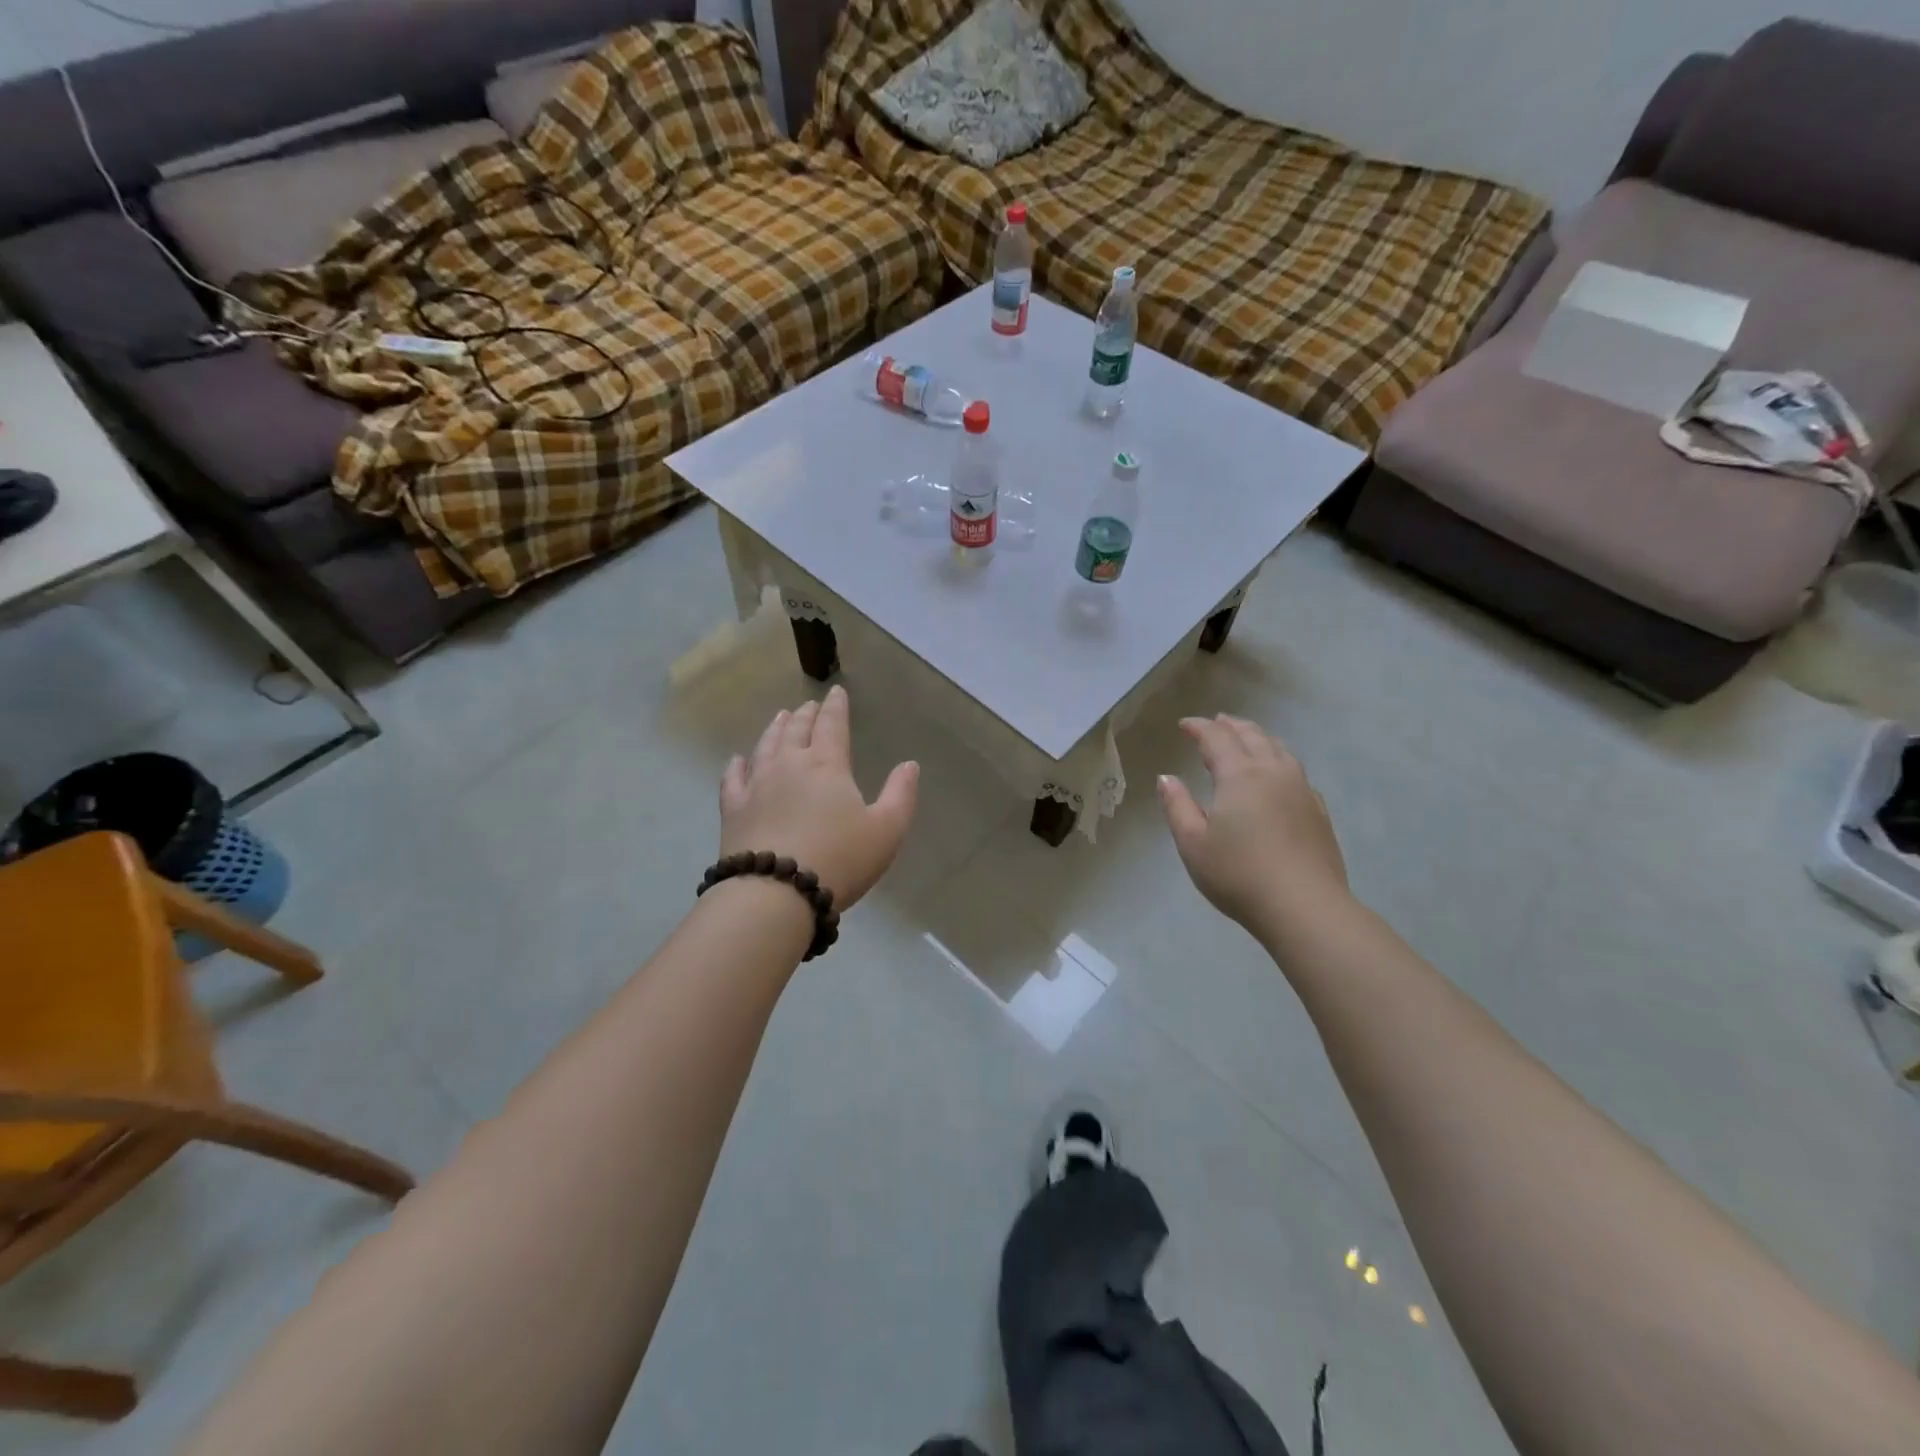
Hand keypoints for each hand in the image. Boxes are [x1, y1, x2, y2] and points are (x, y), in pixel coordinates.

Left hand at [719, 686, 918, 910]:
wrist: (776, 893)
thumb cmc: (839, 860)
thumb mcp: (887, 830)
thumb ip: (900, 794)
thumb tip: (909, 764)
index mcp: (827, 765)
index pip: (832, 725)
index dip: (836, 707)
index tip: (836, 692)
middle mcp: (789, 765)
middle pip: (797, 730)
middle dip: (806, 714)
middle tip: (809, 705)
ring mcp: (756, 785)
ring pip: (766, 746)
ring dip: (775, 729)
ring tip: (780, 718)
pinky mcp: (733, 809)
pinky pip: (733, 778)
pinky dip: (737, 764)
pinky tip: (738, 759)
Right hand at [1157, 715, 1348, 935]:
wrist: (1304, 907)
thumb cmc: (1238, 875)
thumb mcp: (1193, 843)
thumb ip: (1177, 806)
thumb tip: (1167, 778)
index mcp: (1240, 776)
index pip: (1217, 739)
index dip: (1199, 727)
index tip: (1184, 724)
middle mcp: (1273, 772)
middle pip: (1252, 736)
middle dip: (1230, 726)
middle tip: (1215, 722)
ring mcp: (1301, 790)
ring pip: (1279, 749)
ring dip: (1258, 737)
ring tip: (1246, 738)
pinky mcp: (1318, 810)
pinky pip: (1296, 771)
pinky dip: (1279, 760)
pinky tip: (1276, 774)